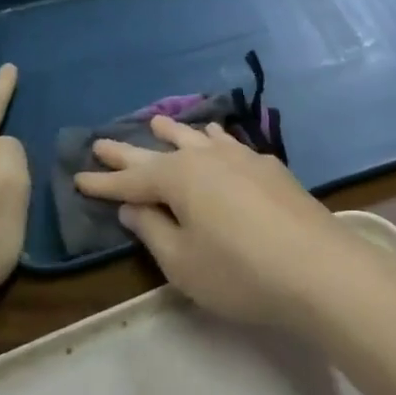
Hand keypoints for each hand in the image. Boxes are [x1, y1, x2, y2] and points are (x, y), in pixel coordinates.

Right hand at [75, 118, 383, 329]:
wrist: (318, 268)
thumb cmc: (239, 272)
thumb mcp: (183, 262)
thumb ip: (153, 230)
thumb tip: (133, 205)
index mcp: (180, 178)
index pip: (131, 181)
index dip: (103, 183)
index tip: (77, 177)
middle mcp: (209, 158)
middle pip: (161, 152)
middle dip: (129, 151)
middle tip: (101, 141)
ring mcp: (244, 158)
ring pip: (200, 139)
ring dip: (175, 133)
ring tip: (157, 122)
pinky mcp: (271, 168)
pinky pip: (230, 143)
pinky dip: (214, 139)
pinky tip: (217, 137)